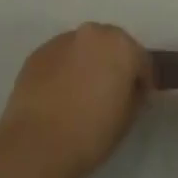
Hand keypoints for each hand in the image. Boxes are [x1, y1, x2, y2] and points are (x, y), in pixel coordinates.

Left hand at [0, 23, 150, 177]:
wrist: (37, 144)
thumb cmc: (91, 132)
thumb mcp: (128, 117)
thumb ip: (134, 94)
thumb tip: (128, 88)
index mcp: (120, 45)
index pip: (141, 60)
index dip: (142, 81)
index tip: (137, 100)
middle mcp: (91, 33)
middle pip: (110, 46)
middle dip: (113, 65)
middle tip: (110, 93)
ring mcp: (60, 41)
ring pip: (82, 49)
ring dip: (86, 64)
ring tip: (81, 94)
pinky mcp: (36, 54)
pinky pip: (59, 59)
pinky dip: (63, 71)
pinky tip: (59, 96)